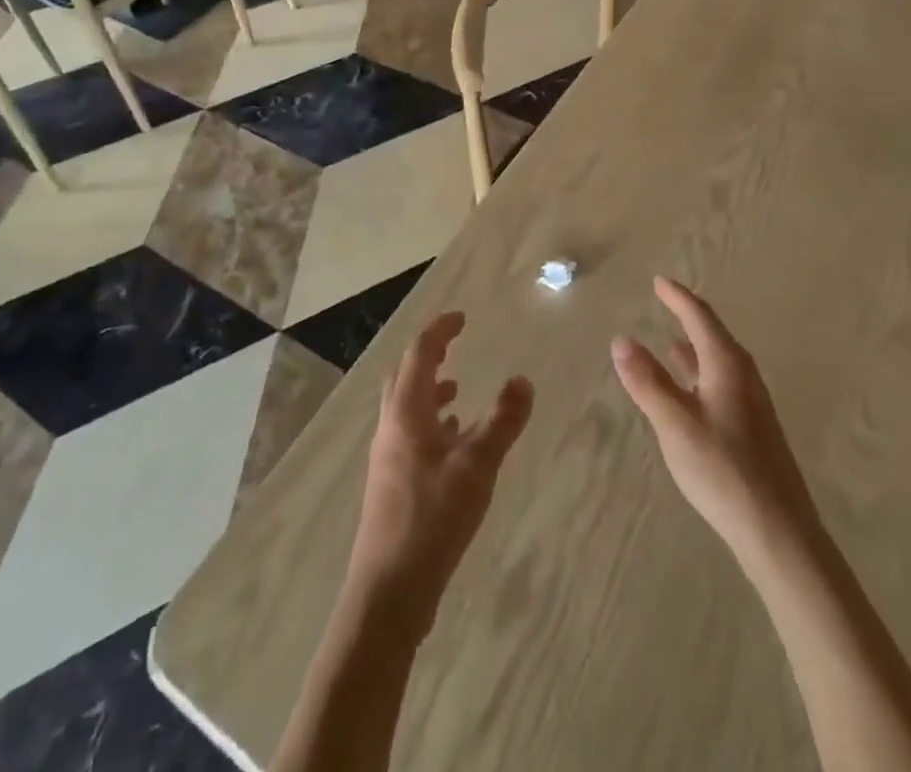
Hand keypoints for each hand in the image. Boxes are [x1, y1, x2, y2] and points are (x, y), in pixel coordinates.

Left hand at [350, 311, 533, 629]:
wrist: (388, 592)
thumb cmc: (431, 520)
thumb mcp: (477, 467)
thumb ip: (502, 421)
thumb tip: (523, 379)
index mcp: (406, 413)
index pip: (419, 354)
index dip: (439, 331)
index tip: (461, 318)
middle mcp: (391, 427)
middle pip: (405, 376)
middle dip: (429, 355)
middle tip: (455, 344)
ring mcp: (389, 457)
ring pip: (407, 407)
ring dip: (429, 389)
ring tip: (458, 388)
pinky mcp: (393, 484)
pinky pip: (411, 435)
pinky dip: (432, 422)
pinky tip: (453, 441)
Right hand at [612, 277, 819, 567]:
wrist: (779, 531)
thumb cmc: (723, 469)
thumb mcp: (675, 423)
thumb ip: (647, 381)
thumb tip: (622, 340)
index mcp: (727, 364)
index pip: (699, 317)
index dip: (677, 297)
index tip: (658, 281)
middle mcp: (743, 375)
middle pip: (713, 334)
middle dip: (689, 316)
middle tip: (666, 301)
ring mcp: (752, 403)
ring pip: (718, 361)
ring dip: (695, 347)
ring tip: (672, 341)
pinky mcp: (753, 429)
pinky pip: (722, 383)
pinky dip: (701, 373)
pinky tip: (691, 392)